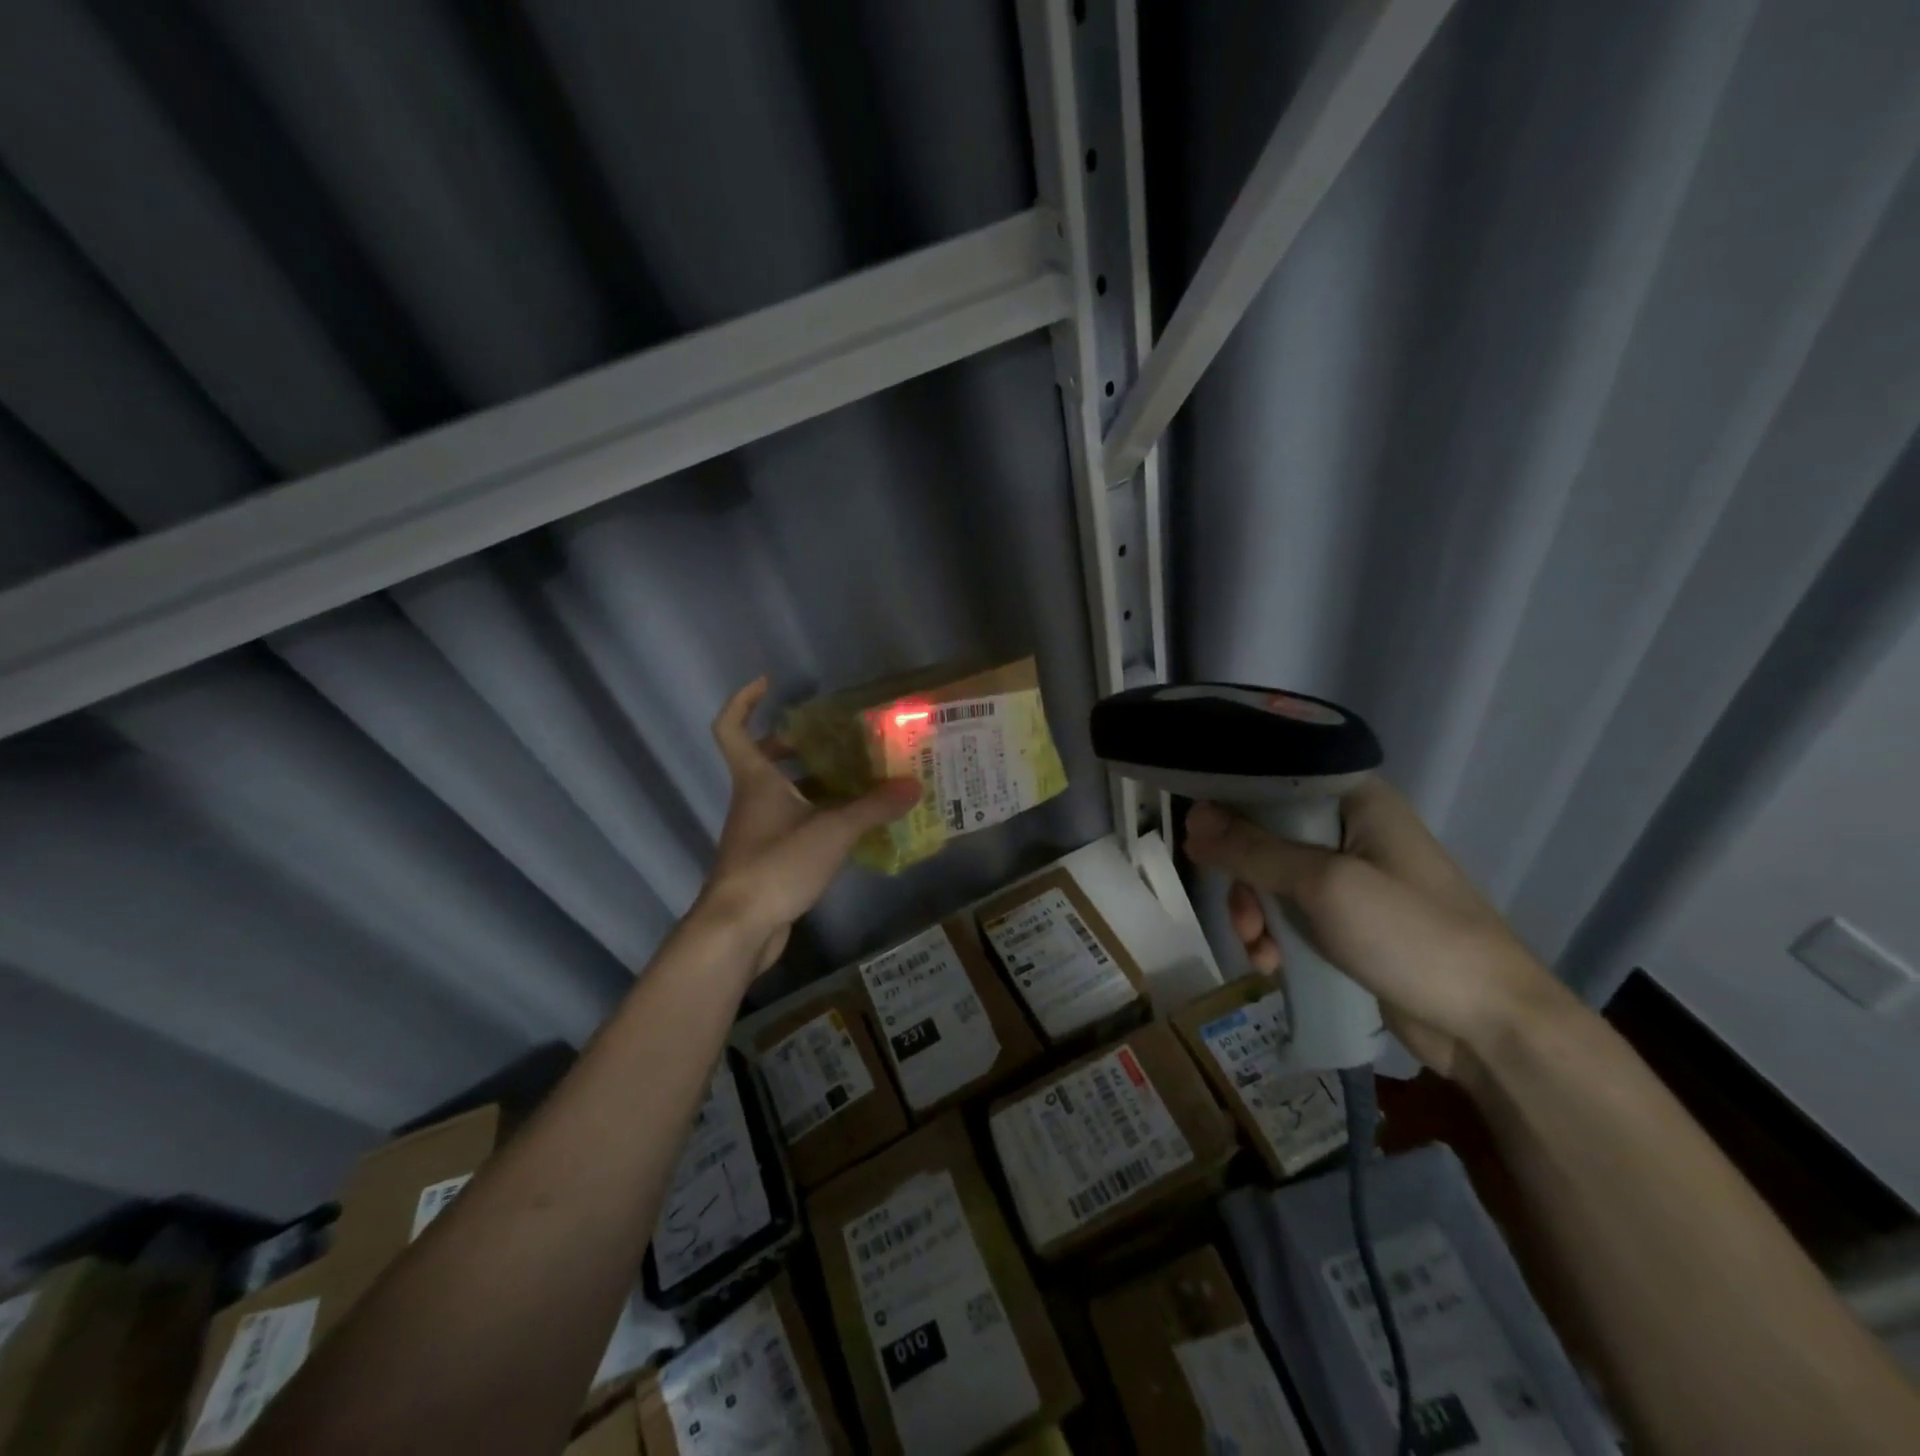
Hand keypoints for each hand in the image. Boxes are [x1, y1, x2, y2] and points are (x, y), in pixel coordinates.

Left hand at [698, 677, 920, 973]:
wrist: (739, 928)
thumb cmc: (776, 864)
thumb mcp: (832, 831)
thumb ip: (873, 807)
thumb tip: (913, 786)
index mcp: (756, 779)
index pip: (732, 728)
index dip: (744, 701)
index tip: (769, 684)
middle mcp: (752, 799)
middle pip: (763, 760)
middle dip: (795, 745)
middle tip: (835, 739)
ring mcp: (758, 831)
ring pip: (783, 794)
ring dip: (815, 784)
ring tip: (859, 779)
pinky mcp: (768, 859)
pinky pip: (794, 824)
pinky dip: (819, 817)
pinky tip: (853, 826)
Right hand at [1183, 780, 1568, 1078]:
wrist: (1491, 1026)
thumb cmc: (1412, 936)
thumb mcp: (1324, 885)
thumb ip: (1253, 849)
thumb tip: (1193, 816)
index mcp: (1356, 800)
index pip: (1275, 779)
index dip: (1230, 802)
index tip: (1197, 834)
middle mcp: (1351, 829)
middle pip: (1265, 833)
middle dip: (1244, 877)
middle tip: (1242, 914)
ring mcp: (1351, 877)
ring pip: (1272, 878)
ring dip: (1255, 914)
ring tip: (1259, 951)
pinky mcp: (1349, 920)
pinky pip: (1291, 912)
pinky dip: (1274, 936)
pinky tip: (1272, 965)